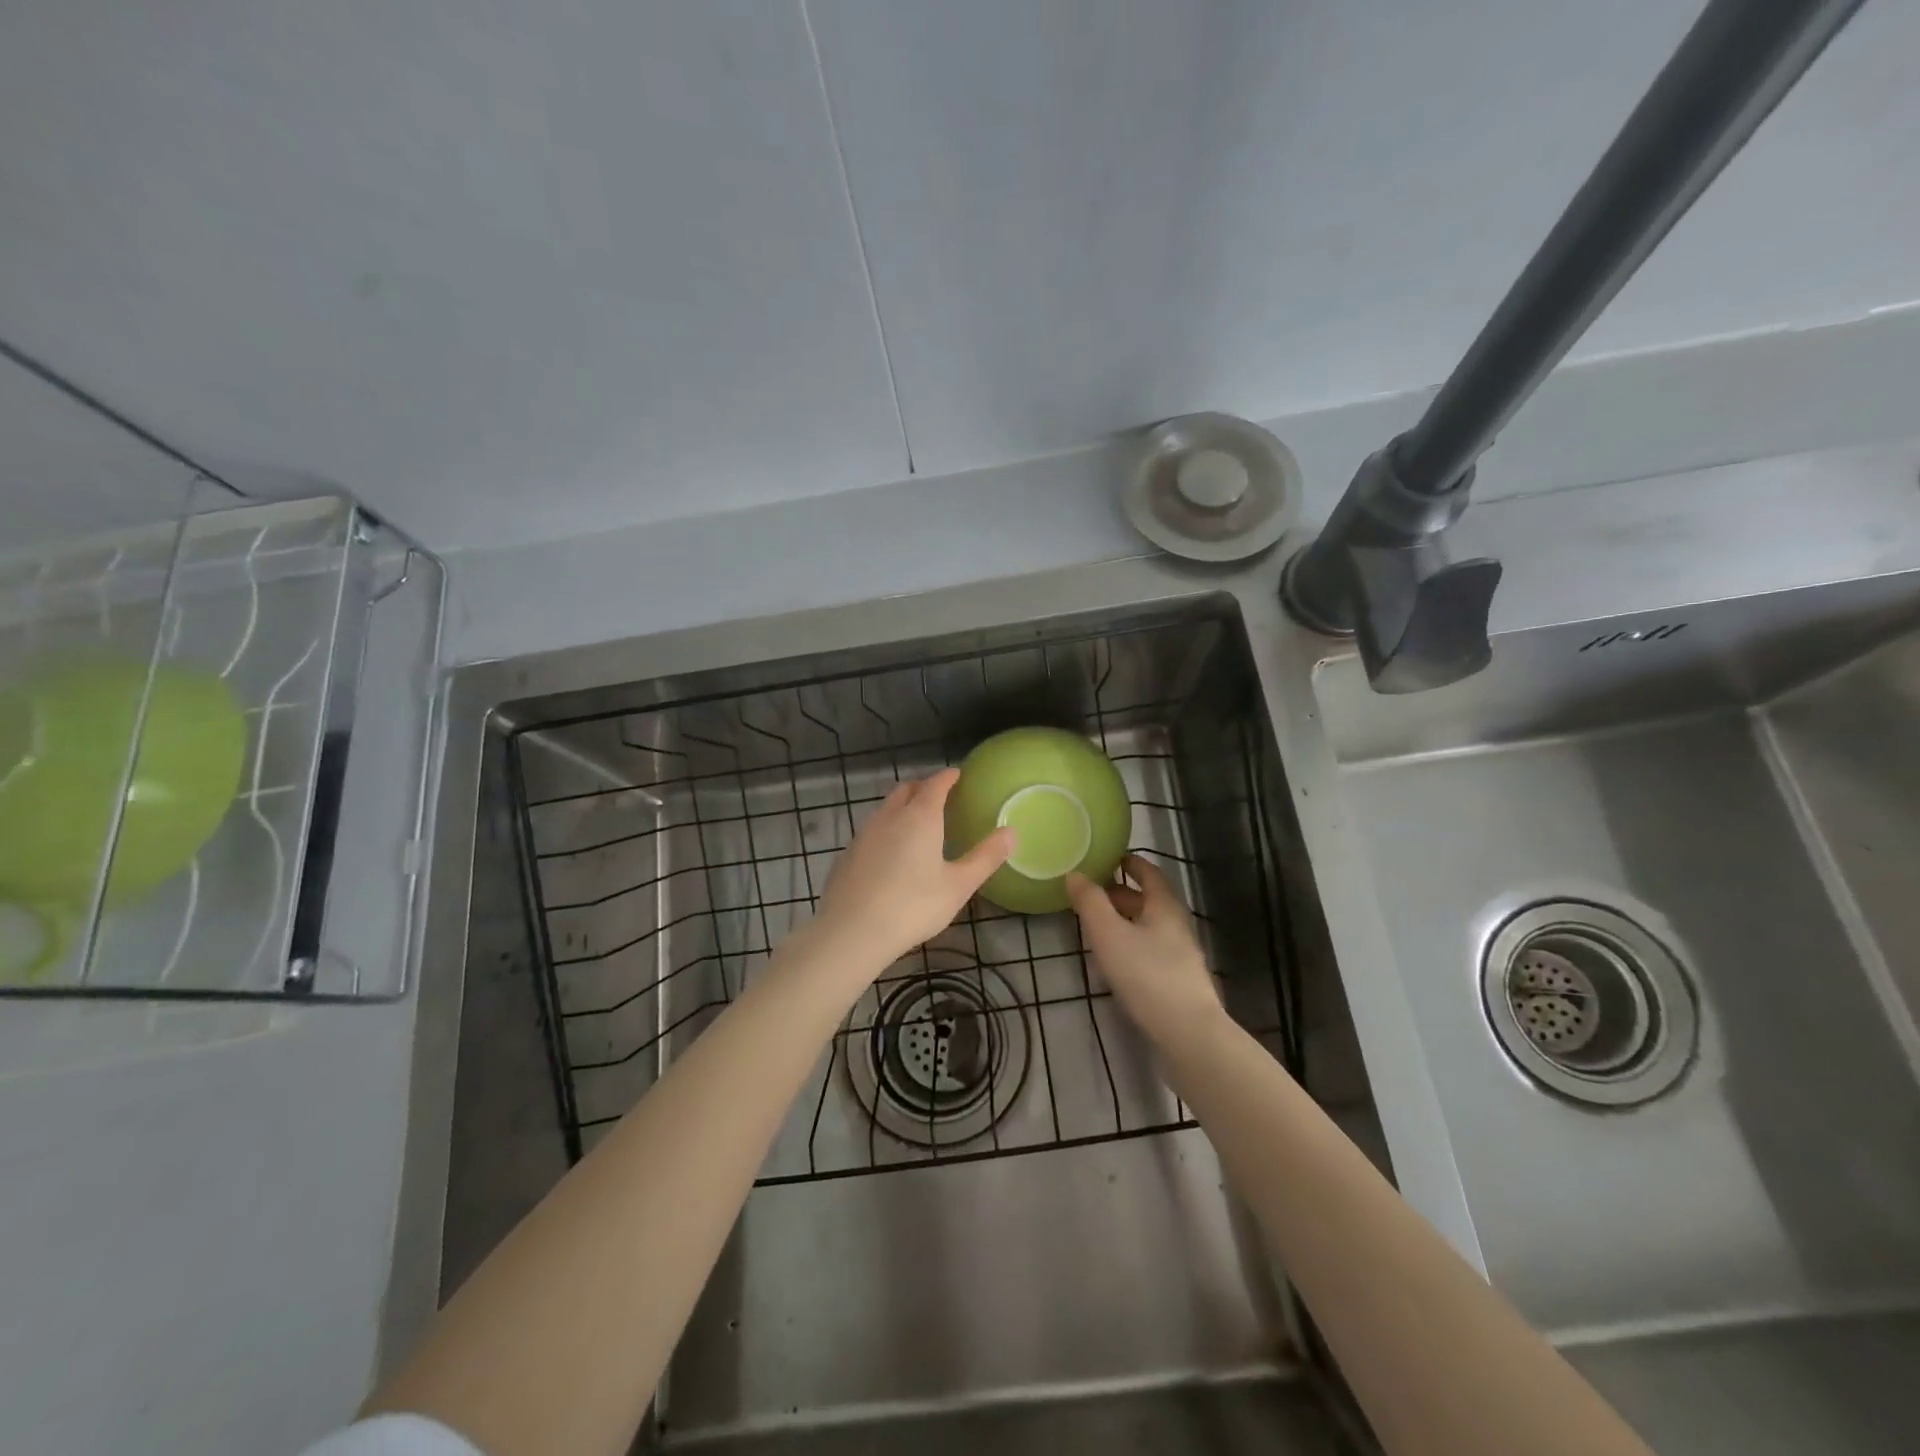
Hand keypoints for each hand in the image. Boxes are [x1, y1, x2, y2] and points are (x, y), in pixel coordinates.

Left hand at [815, 768, 1014, 969]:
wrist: (851, 931)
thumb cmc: (913, 906)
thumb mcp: (958, 885)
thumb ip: (986, 857)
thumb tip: (1011, 832)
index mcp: (920, 817)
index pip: (935, 784)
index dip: (948, 777)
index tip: (958, 775)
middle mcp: (889, 816)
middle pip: (906, 790)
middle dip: (924, 787)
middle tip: (940, 796)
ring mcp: (864, 834)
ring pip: (885, 809)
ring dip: (902, 807)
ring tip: (916, 823)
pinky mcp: (847, 854)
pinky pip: (871, 830)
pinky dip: (886, 830)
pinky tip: (890, 853)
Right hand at [1067, 855, 1222, 1045]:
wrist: (1188, 1034)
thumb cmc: (1147, 975)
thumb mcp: (1109, 935)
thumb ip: (1090, 903)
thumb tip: (1075, 874)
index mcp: (1165, 907)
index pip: (1149, 873)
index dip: (1130, 862)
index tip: (1109, 856)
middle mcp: (1176, 925)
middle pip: (1148, 901)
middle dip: (1120, 893)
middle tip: (1090, 892)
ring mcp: (1180, 955)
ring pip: (1148, 927)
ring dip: (1123, 920)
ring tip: (1094, 924)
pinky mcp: (1177, 982)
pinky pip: (1150, 950)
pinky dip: (1130, 944)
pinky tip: (1113, 960)